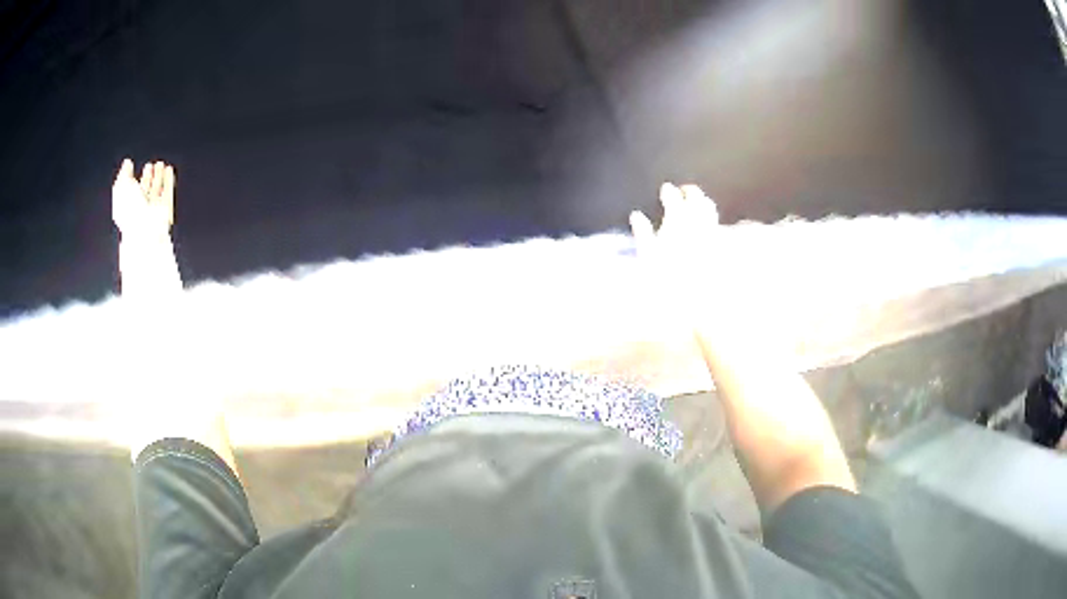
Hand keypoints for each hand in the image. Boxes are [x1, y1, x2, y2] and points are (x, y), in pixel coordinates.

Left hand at [113, 159, 174, 238]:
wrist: (145, 229)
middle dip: (147, 177)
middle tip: (150, 165)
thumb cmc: (130, 211)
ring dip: (159, 176)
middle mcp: (139, 208)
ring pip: (156, 190)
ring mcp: (152, 209)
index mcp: (126, 206)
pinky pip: (167, 192)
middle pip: (144, 191)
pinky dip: (168, 180)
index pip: (129, 190)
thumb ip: (124, 174)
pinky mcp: (165, 209)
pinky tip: (168, 170)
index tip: (132, 166)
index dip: (131, 177)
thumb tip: (127, 163)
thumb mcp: (121, 188)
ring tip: (161, 165)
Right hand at [629, 183, 727, 326]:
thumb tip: (637, 216)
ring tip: (700, 202)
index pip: (673, 198)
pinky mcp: (720, 246)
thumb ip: (643, 233)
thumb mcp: (647, 256)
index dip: (669, 192)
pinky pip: (717, 225)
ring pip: (709, 209)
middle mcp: (697, 223)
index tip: (666, 189)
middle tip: (685, 191)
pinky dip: (711, 220)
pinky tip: (709, 225)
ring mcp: (711, 233)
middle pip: (696, 199)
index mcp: (677, 221)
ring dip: (703, 202)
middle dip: (690, 192)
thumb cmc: (666, 280)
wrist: (696, 301)